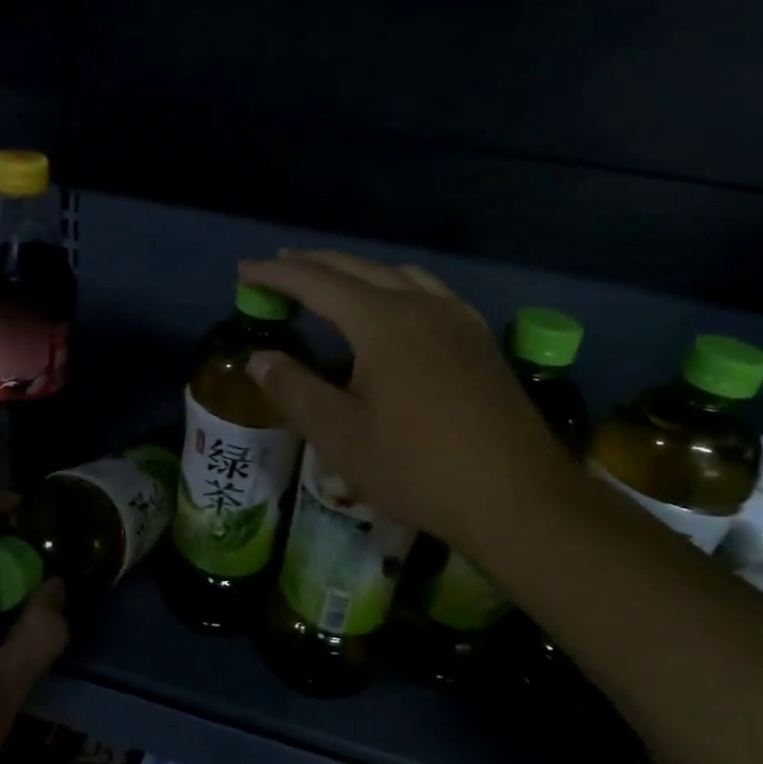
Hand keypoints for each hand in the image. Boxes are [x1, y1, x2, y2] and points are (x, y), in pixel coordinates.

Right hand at [238, 251, 575, 549]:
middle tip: (277, 266)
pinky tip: (395, 308)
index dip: (277, 274)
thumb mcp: (340, 435)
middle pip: (359, 268)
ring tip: (330, 282)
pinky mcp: (480, 341)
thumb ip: (294, 390)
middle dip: (313, 264)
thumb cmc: (418, 468)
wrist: (518, 499)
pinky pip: (429, 293)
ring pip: (399, 275)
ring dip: (356, 272)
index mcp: (384, 323)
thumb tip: (259, 358)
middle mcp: (423, 306)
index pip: (318, 282)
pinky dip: (395, 286)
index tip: (244, 270)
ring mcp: (459, 320)